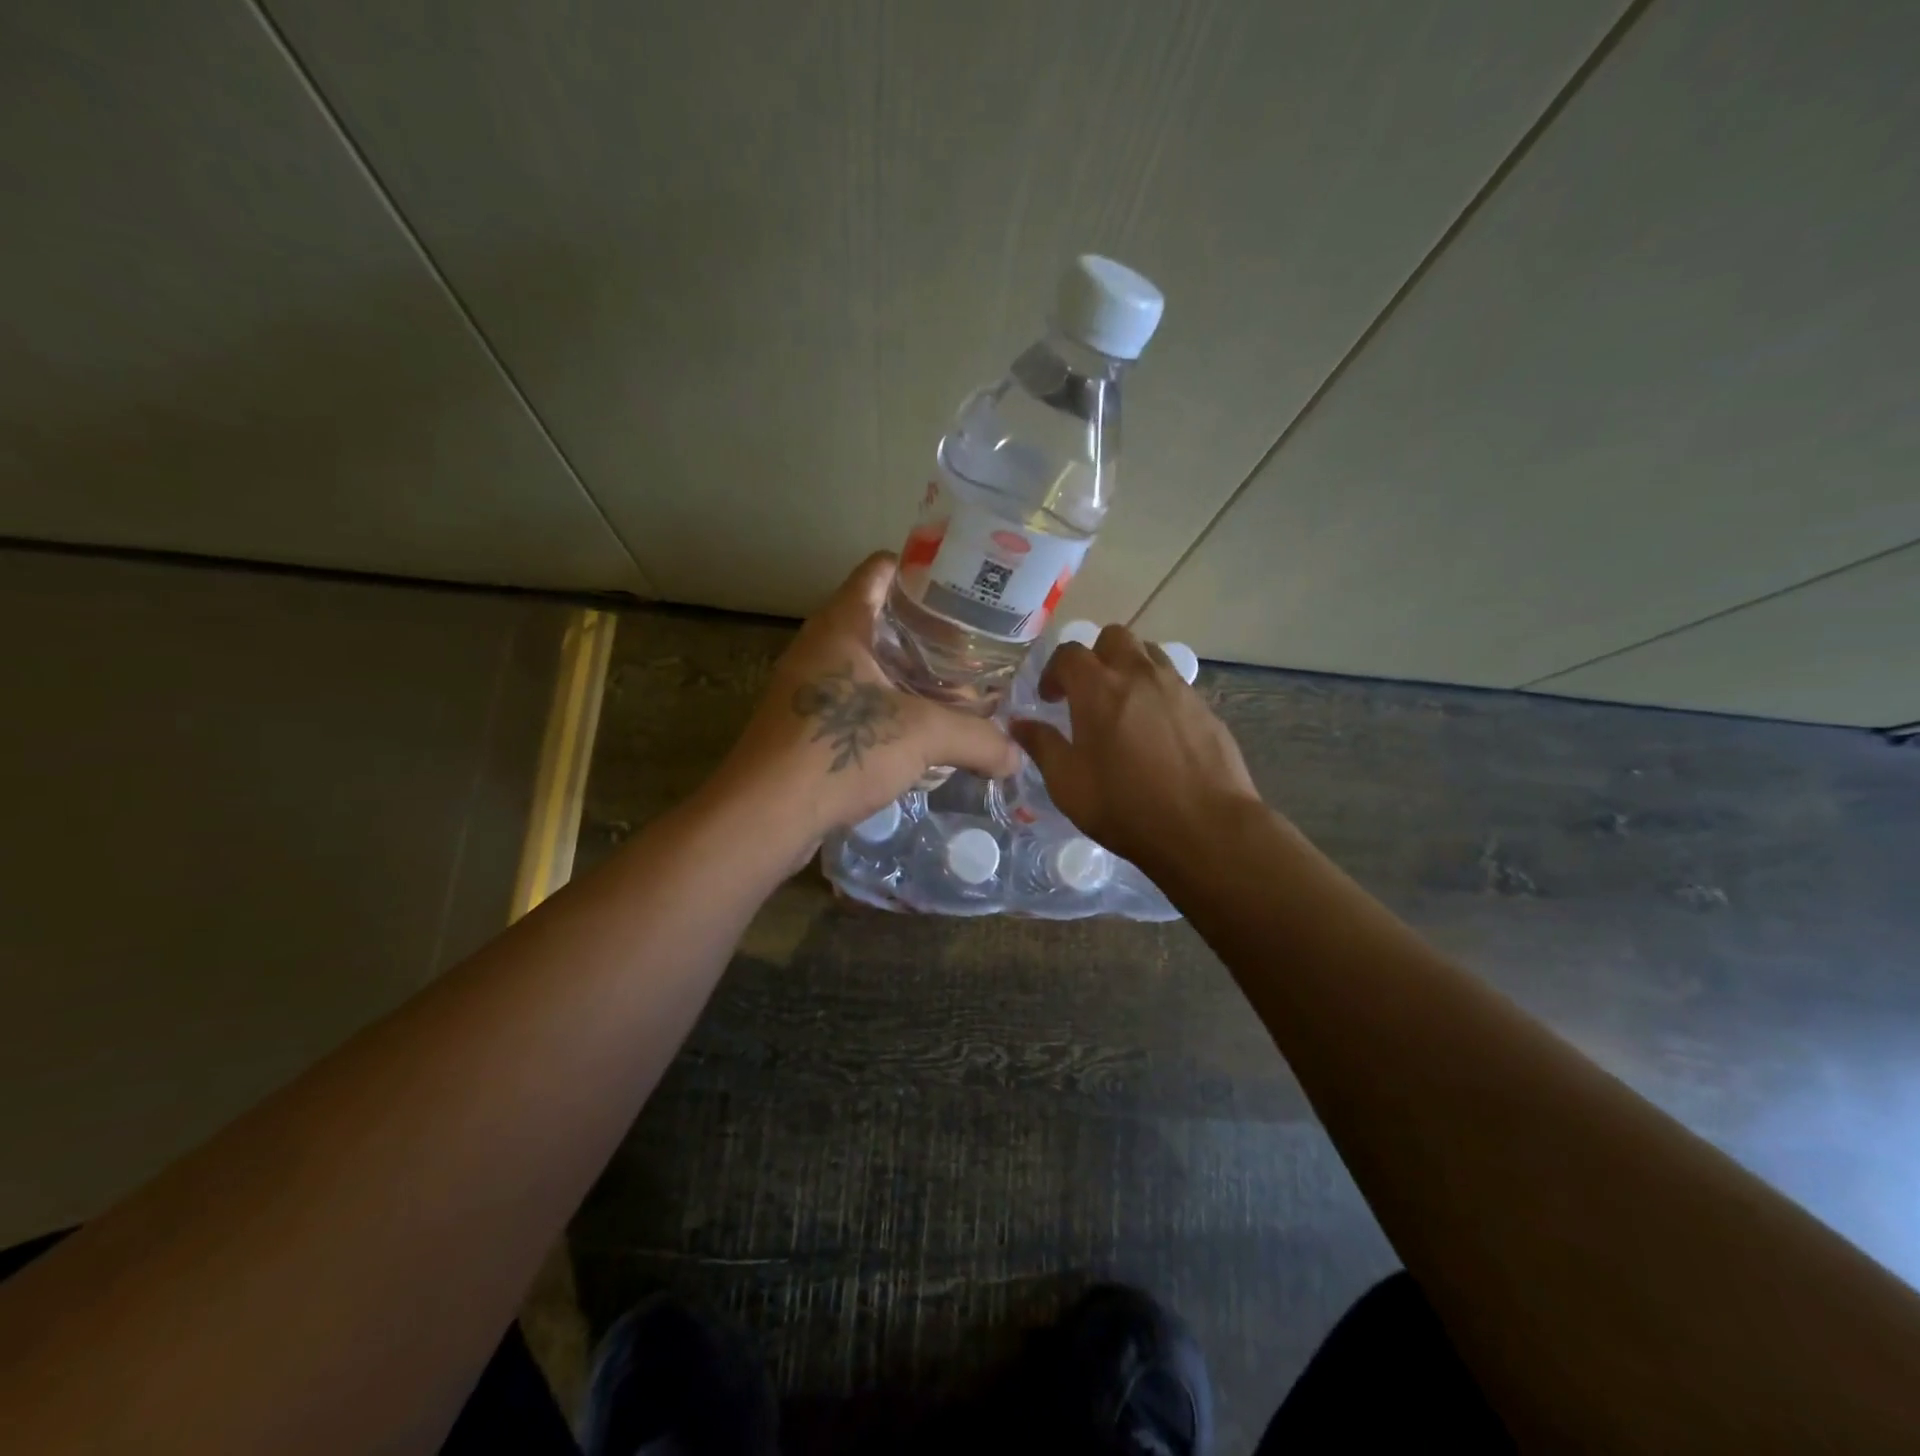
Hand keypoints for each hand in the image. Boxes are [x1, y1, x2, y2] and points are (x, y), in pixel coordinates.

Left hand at [713, 553, 1021, 853]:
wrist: (765, 815)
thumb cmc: (839, 750)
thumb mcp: (923, 736)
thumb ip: (978, 739)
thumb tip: (1017, 757)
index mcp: (842, 624)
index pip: (881, 569)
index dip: (923, 570)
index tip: (965, 589)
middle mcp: (820, 646)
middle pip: (881, 619)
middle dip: (927, 631)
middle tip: (975, 647)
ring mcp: (808, 687)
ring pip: (868, 665)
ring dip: (909, 675)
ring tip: (958, 690)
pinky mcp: (805, 726)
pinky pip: (856, 702)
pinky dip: (889, 709)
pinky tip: (922, 735)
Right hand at [1010, 624, 1260, 872]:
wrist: (1205, 828)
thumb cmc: (1125, 807)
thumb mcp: (1067, 784)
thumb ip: (1042, 746)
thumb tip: (1019, 724)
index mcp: (1098, 689)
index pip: (1069, 653)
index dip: (1054, 671)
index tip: (1050, 699)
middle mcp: (1139, 675)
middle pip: (1114, 637)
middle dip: (1095, 656)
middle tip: (1088, 693)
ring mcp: (1177, 688)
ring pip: (1149, 654)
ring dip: (1129, 668)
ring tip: (1123, 705)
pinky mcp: (1204, 708)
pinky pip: (1175, 683)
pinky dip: (1157, 692)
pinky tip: (1156, 731)